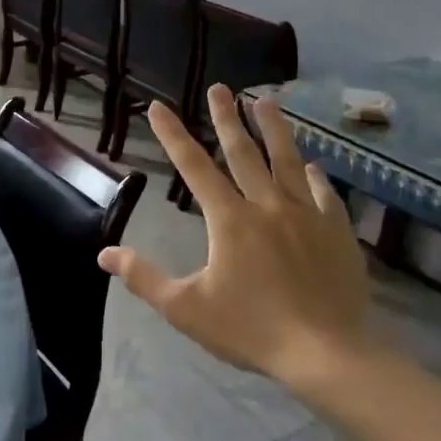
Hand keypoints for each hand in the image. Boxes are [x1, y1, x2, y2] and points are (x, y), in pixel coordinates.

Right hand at [99, 86, 370, 382]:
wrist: (326, 353)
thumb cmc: (251, 330)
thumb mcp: (186, 309)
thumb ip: (144, 278)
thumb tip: (105, 253)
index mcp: (229, 219)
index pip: (193, 166)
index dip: (173, 134)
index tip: (159, 106)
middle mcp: (266, 204)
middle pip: (243, 151)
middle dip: (228, 117)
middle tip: (221, 88)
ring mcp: (306, 213)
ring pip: (286, 160)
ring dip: (274, 128)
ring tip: (266, 101)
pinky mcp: (336, 229)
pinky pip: (323, 192)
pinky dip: (314, 175)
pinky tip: (312, 165)